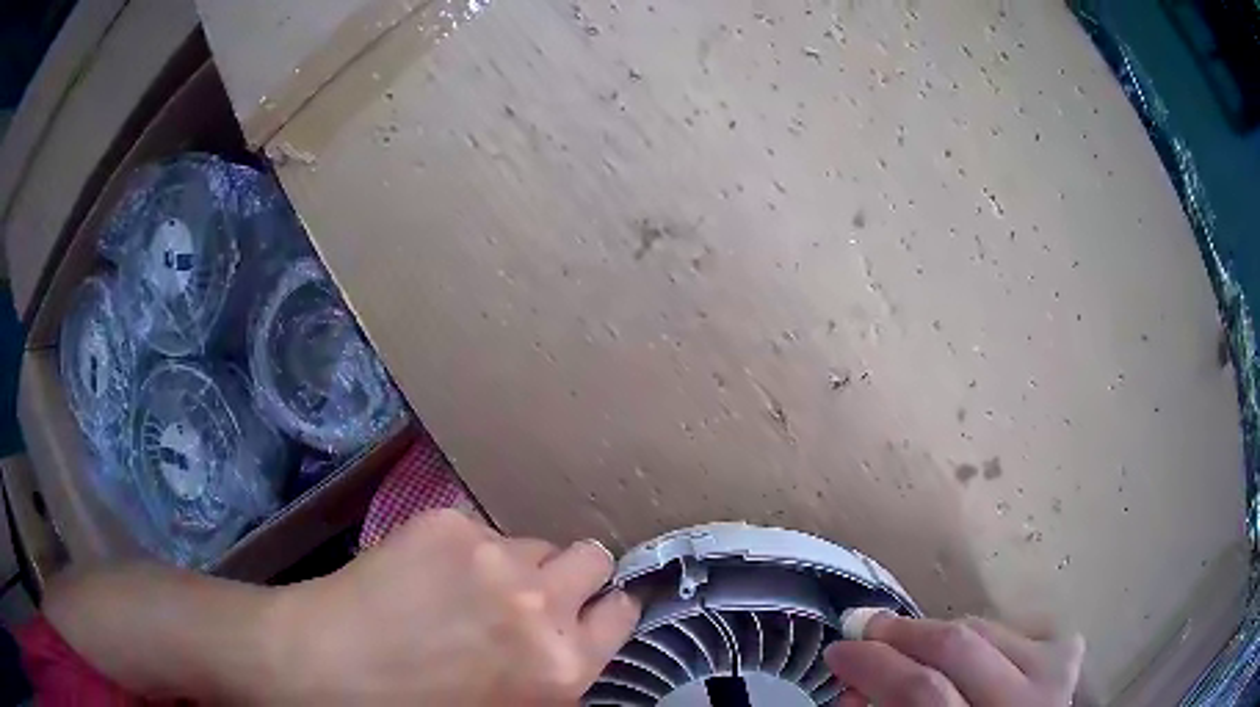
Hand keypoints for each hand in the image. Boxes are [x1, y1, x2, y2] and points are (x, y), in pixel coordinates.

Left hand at [264, 509, 640, 704]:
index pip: (621, 613)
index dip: (608, 607)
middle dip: (574, 575)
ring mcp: (492, 556)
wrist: (328, 668)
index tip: (594, 605)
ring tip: (470, 586)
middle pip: (592, 559)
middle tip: (535, 592)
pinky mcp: (446, 524)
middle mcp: (540, 607)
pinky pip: (479, 531)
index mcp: (560, 668)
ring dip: (517, 564)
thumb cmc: (418, 706)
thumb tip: (568, 637)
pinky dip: (467, 550)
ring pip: (534, 542)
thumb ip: (553, 673)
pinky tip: (426, 573)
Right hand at [824, 611, 1083, 705]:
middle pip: (957, 647)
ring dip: (936, 633)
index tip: (840, 650)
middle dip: (901, 633)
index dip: (874, 666)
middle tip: (866, 629)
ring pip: (984, 628)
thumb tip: (853, 685)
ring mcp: (1053, 671)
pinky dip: (976, 634)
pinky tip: (961, 651)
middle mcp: (1026, 700)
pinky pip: (1009, 629)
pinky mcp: (1066, 654)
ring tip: (907, 642)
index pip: (922, 690)